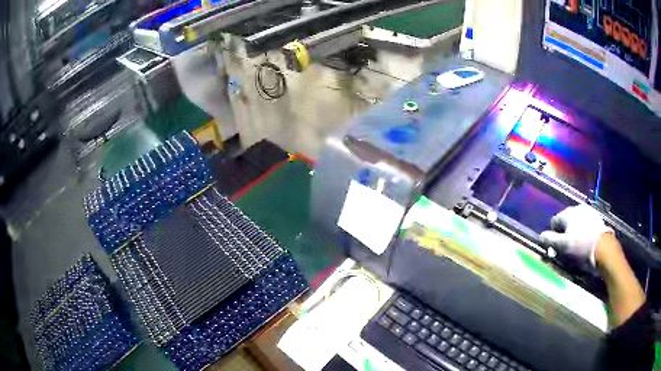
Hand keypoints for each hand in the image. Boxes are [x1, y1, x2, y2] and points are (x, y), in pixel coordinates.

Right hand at [540, 205, 612, 265]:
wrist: (603, 247)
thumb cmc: (581, 247)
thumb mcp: (563, 246)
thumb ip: (551, 240)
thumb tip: (541, 236)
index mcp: (567, 213)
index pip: (554, 222)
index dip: (553, 234)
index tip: (556, 246)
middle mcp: (576, 208)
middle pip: (566, 220)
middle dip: (565, 231)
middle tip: (567, 246)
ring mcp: (588, 211)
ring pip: (576, 221)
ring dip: (575, 230)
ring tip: (577, 243)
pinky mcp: (596, 216)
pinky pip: (586, 222)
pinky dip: (584, 229)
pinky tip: (586, 239)